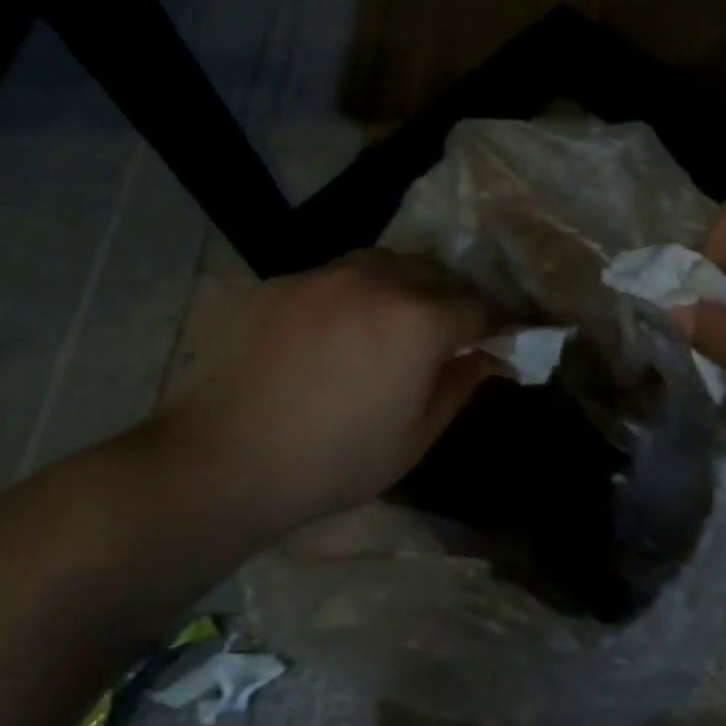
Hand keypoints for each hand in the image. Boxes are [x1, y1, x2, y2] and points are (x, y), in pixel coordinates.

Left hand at [138, 251, 502, 545]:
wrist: (221, 460)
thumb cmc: (332, 462)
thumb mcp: (414, 437)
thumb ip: (460, 386)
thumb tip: (491, 358)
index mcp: (418, 320)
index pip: (479, 307)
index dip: (498, 324)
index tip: (504, 340)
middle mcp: (377, 280)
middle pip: (435, 274)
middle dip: (451, 301)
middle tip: (448, 337)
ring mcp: (324, 275)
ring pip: (385, 264)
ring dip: (404, 287)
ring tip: (393, 324)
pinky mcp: (281, 282)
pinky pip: (335, 276)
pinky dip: (354, 295)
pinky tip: (335, 332)